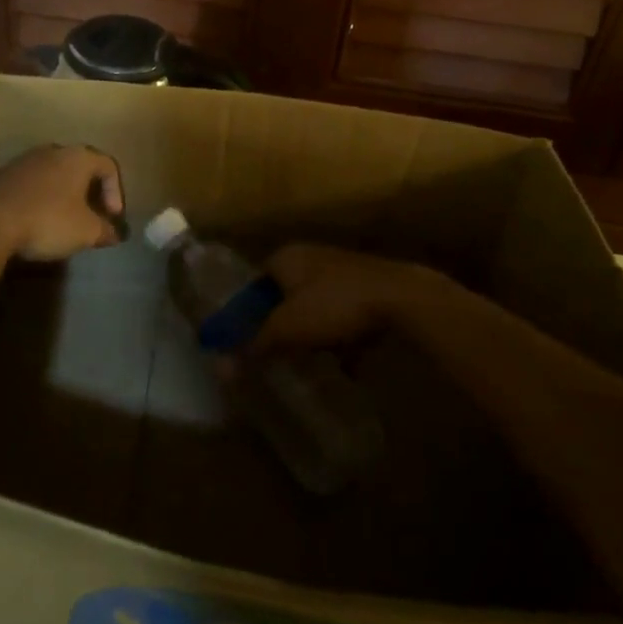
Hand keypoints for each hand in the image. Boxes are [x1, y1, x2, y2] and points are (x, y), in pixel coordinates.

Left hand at [0, 144, 124, 260]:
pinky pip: (32, 185)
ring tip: (64, 222)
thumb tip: (115, 234)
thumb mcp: (86, 231)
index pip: (108, 166)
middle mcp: (53, 151)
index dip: (116, 192)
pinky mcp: (2, 176)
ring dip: (63, 196)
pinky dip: (41, 200)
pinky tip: (36, 222)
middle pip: (80, 168)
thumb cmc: (48, 219)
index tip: (112, 217)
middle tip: (92, 217)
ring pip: (54, 175)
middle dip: (89, 193)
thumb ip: (105, 230)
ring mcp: (24, 161)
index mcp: (78, 157)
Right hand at [255, 243, 427, 351]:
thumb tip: (222, 366)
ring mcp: (342, 270)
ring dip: (310, 331)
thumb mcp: (286, 328)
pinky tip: (341, 359)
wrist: (400, 297)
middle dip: (280, 324)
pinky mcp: (367, 286)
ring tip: (306, 359)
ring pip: (314, 304)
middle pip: (284, 294)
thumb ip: (255, 345)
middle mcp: (311, 256)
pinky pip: (342, 314)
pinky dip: (338, 334)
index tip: (245, 340)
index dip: (247, 312)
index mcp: (286, 257)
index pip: (254, 283)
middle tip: (273, 353)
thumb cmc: (333, 304)